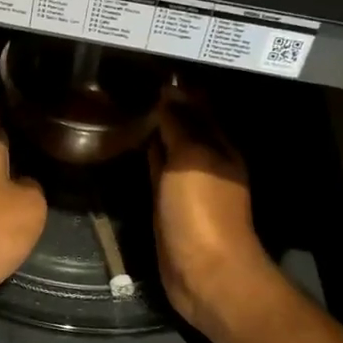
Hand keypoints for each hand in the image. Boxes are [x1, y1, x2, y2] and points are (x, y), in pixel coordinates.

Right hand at [148, 89, 284, 342]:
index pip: (197, 106)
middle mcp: (205, 160)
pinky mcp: (167, 204)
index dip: (177, 89)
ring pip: (168, 147)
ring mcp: (186, 183)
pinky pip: (155, 170)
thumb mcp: (191, 159)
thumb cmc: (202, 212)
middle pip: (184, 125)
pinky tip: (128, 143)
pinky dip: (145, 155)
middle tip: (129, 82)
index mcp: (219, 146)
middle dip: (164, 106)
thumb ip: (179, 125)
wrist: (205, 273)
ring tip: (124, 104)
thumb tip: (167, 93)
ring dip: (153, 130)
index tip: (147, 69)